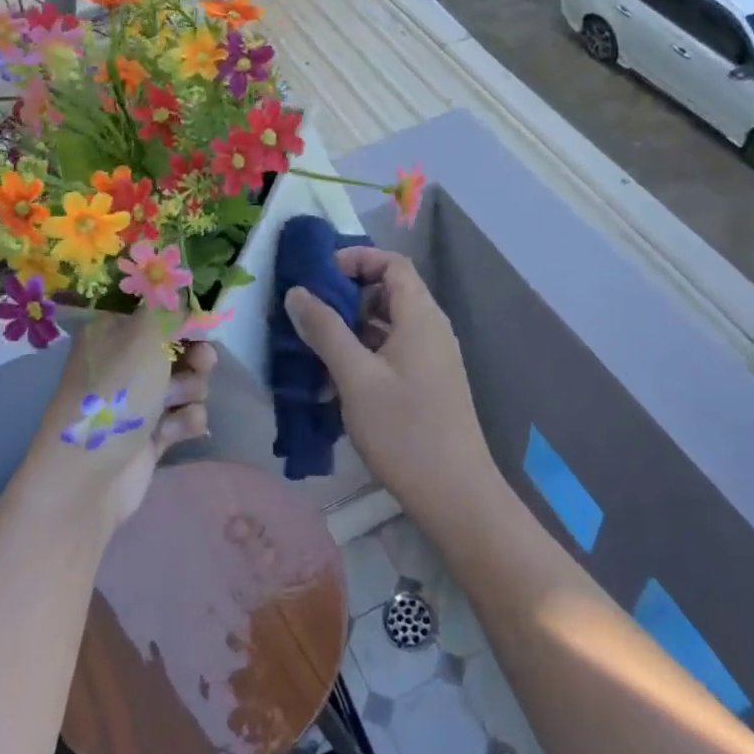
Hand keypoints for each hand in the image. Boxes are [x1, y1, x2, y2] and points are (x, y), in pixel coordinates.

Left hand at [8, 309, 216, 534]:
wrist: (87, 477)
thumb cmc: (113, 394)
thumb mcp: (143, 336)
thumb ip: (169, 308)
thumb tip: (180, 288)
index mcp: (113, 330)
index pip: (155, 308)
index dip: (181, 312)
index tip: (201, 317)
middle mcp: (124, 361)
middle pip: (178, 345)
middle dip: (196, 353)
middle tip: (201, 360)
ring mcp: (137, 399)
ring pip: (186, 381)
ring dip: (191, 390)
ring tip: (177, 403)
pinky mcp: (151, 434)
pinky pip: (184, 416)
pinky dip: (184, 422)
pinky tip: (171, 433)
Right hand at [283, 248, 493, 513]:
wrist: (455, 495)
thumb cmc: (404, 430)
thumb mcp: (355, 377)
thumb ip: (325, 330)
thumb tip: (297, 292)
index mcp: (420, 317)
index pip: (392, 263)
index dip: (357, 258)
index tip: (320, 275)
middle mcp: (431, 329)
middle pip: (389, 291)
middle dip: (347, 296)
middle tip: (309, 314)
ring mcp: (432, 358)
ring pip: (388, 324)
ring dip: (351, 329)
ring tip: (314, 350)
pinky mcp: (428, 383)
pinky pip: (393, 351)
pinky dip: (364, 354)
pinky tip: (336, 383)